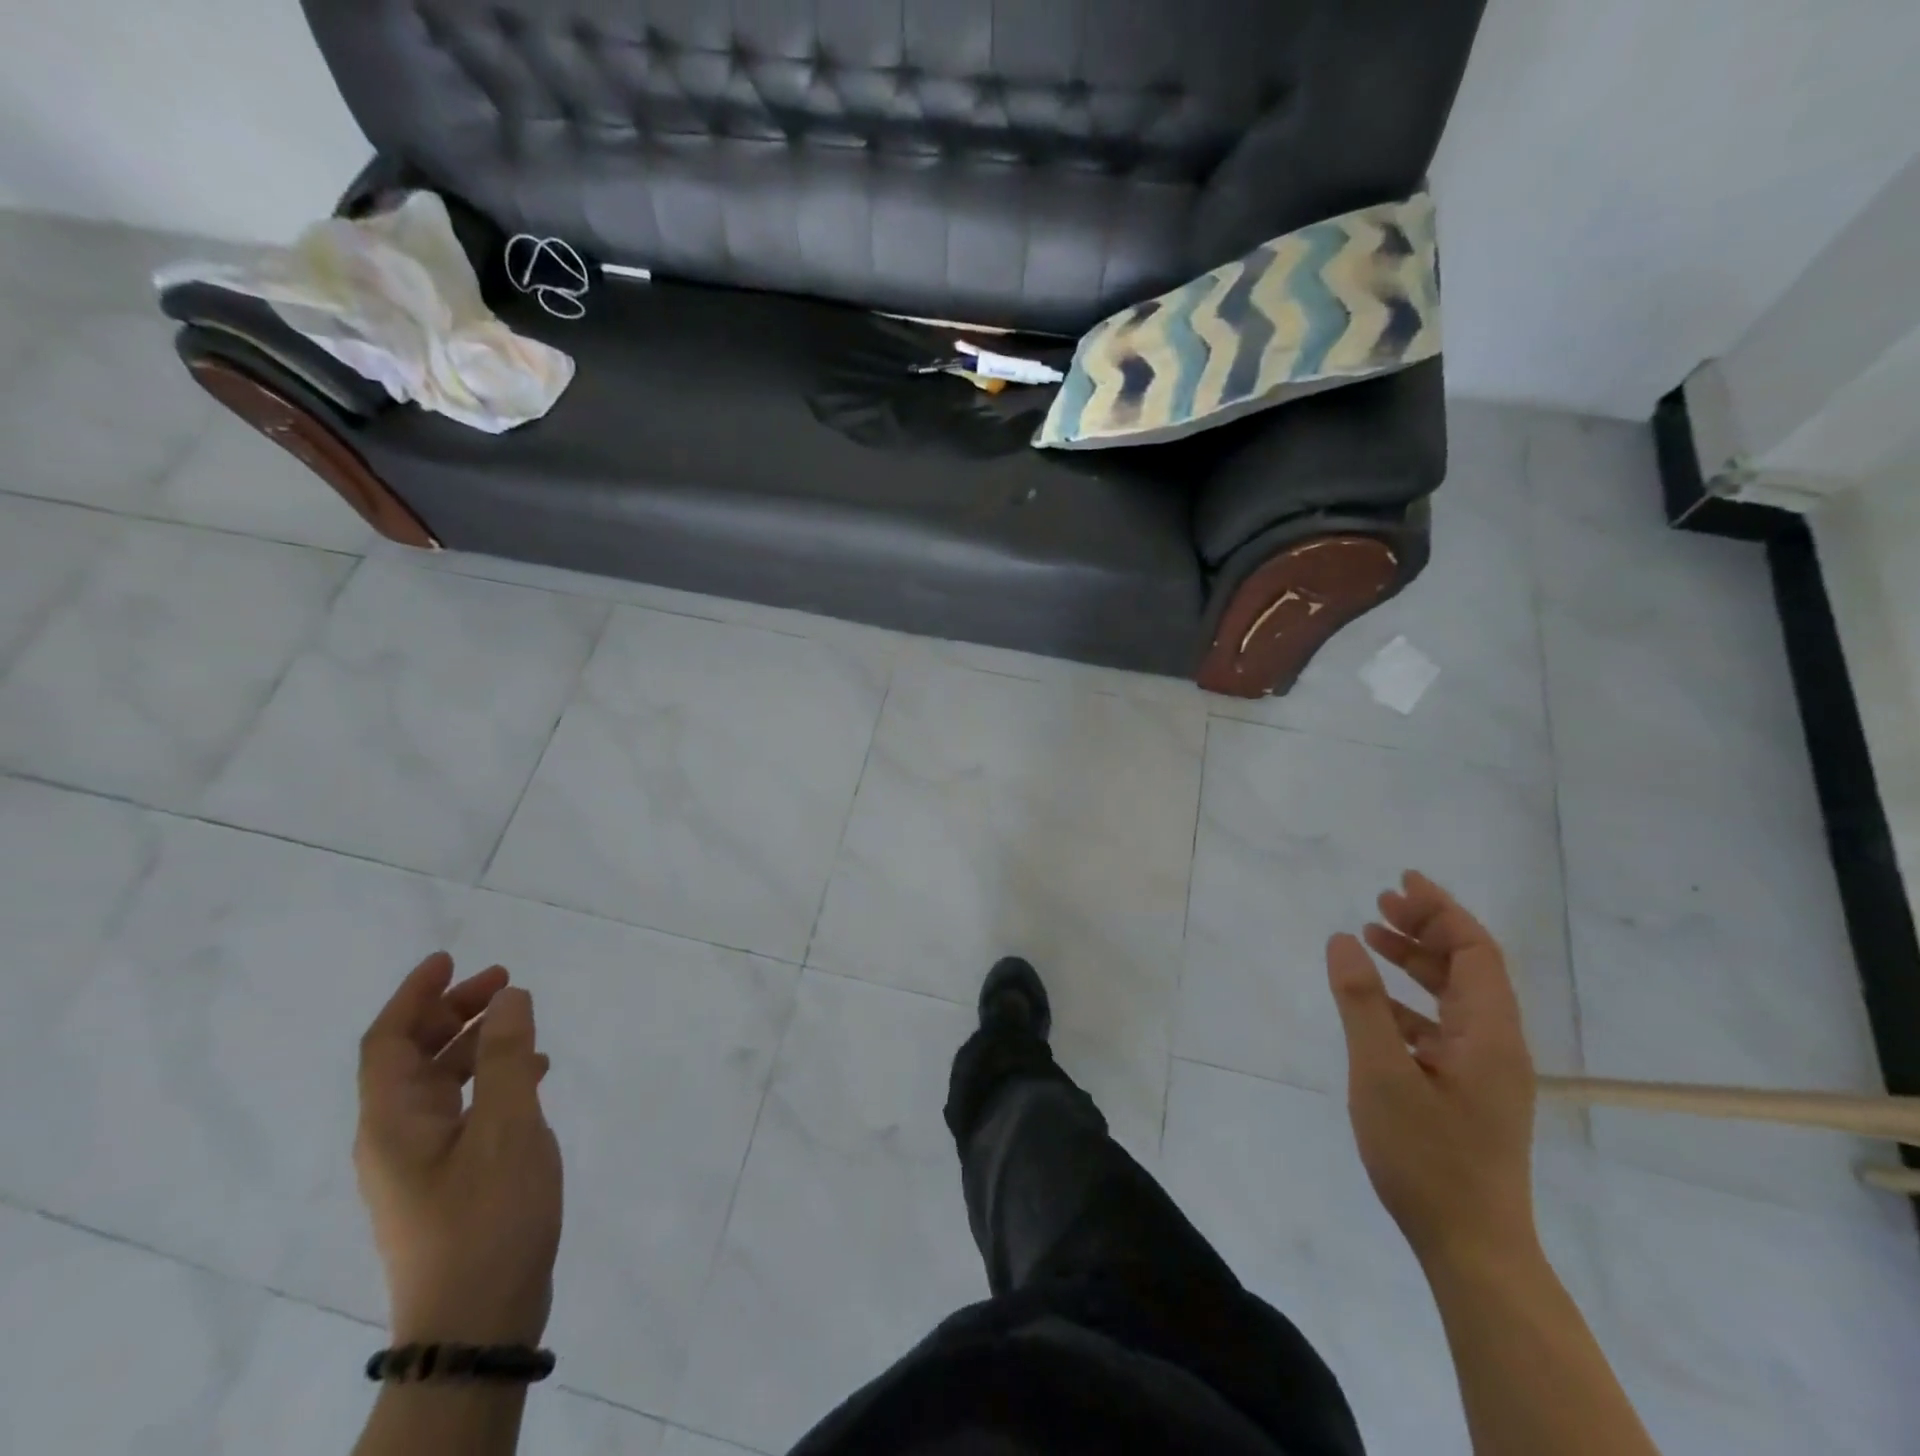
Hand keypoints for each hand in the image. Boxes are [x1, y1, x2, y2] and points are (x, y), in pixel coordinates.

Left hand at [355, 953, 562, 1344]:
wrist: (477, 1322)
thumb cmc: (488, 1217)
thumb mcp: (509, 1127)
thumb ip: (510, 1057)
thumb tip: (511, 997)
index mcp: (393, 1122)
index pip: (388, 1042)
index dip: (415, 994)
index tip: (450, 957)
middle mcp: (396, 1137)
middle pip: (413, 1057)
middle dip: (453, 1011)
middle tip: (504, 980)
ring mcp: (422, 1162)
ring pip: (441, 1082)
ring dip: (476, 1042)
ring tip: (524, 1019)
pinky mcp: (449, 1180)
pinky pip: (464, 1108)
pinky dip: (493, 1077)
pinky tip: (535, 1075)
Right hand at [1326, 872, 1536, 1269]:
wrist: (1470, 1246)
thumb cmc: (1426, 1155)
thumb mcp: (1382, 1072)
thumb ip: (1361, 1002)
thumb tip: (1342, 939)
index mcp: (1489, 1033)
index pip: (1475, 951)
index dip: (1441, 910)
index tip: (1402, 882)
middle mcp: (1496, 1044)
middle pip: (1468, 967)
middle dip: (1426, 929)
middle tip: (1379, 904)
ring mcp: (1484, 1070)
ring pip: (1454, 996)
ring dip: (1417, 962)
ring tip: (1371, 936)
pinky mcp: (1468, 1091)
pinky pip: (1441, 1026)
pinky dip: (1409, 1001)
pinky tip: (1374, 1003)